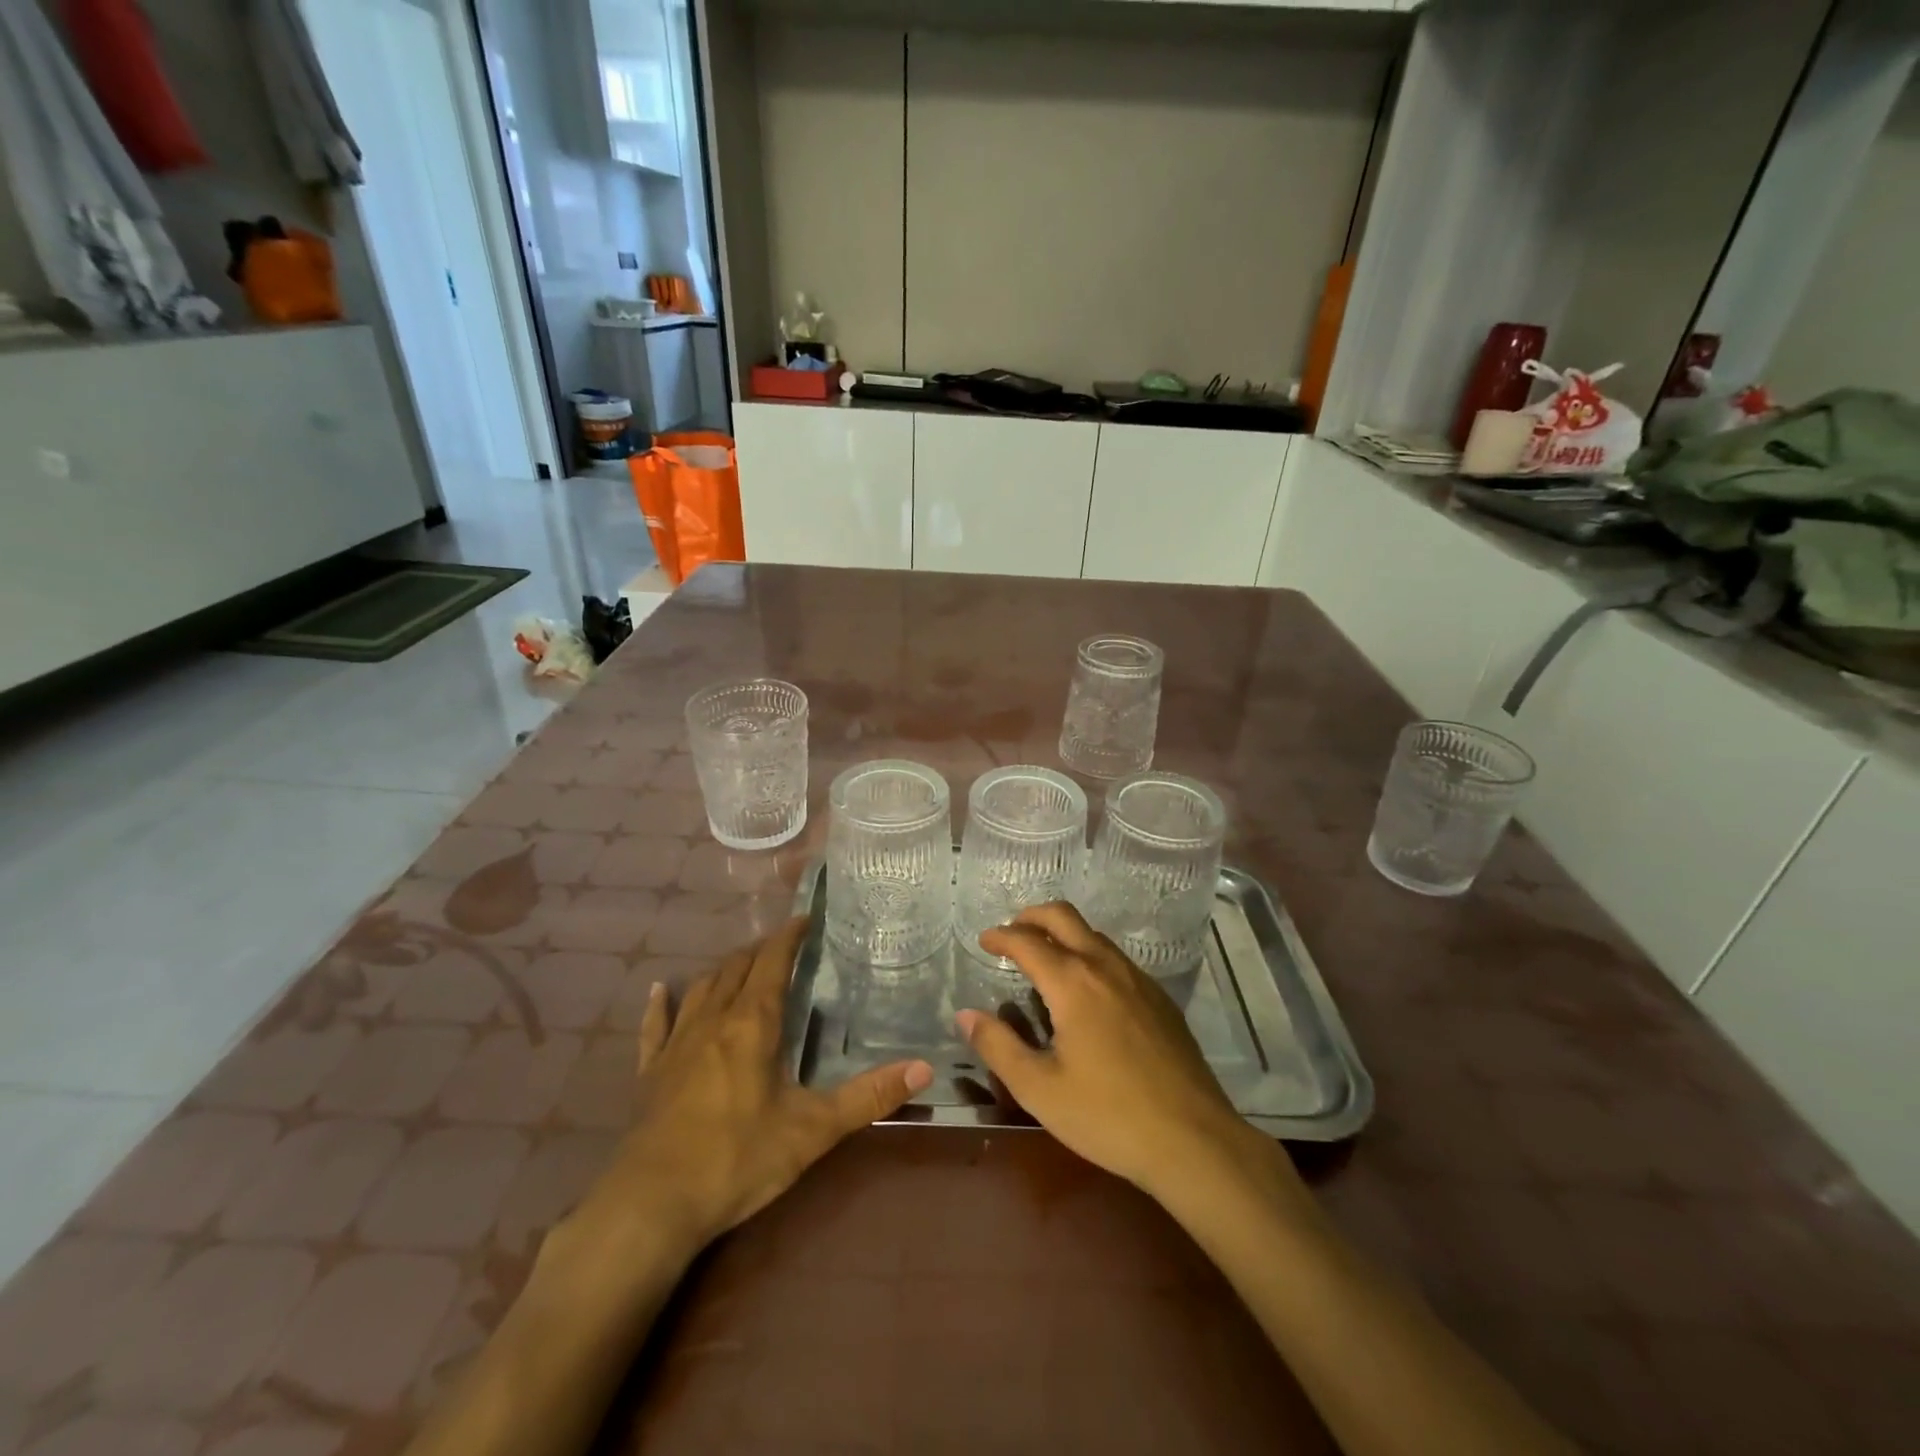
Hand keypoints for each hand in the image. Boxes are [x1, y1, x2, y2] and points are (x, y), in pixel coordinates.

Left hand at [568, 919, 933, 1257]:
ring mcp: (677, 1044)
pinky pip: (655, 1026)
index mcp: (752, 1024)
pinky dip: (661, 1004)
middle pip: (737, 968)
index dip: (788, 936)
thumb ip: (869, 1097)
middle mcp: (713, 1020)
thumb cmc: (738, 1159)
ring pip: (701, 988)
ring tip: (741, 963)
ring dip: (724, 970)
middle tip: (783, 945)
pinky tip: (659, 990)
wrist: (653, 1205)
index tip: (804, 918)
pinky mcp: (651, 1072)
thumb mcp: (813, 1130)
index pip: (772, 962)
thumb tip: (924, 1067)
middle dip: (761, 950)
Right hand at [960, 903, 1268, 1198]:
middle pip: (1063, 916)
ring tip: (1044, 959)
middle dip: (1032, 917)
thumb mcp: (1039, 1089)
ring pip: (1093, 934)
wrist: (1193, 1139)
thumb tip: (966, 1015)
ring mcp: (1138, 979)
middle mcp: (1105, 966)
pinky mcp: (1160, 998)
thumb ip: (998, 1046)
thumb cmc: (1108, 1116)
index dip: (1001, 937)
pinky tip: (1086, 990)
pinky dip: (1089, 954)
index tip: (984, 941)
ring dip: (1062, 933)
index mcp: (1073, 982)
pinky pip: (1115, 958)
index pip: (1027, 941)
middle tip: (1011, 933)